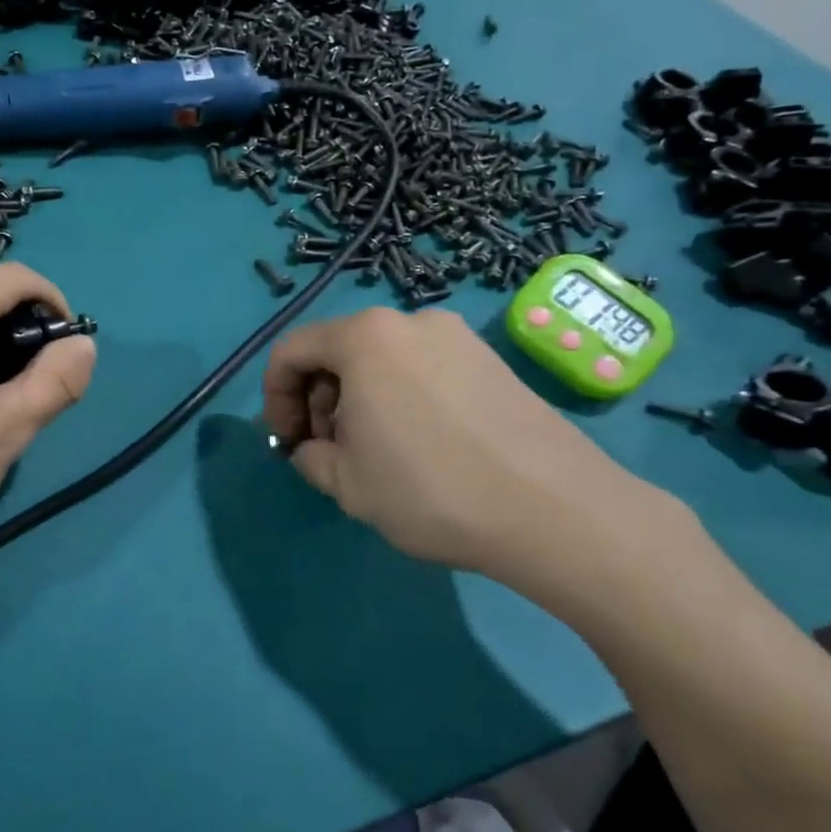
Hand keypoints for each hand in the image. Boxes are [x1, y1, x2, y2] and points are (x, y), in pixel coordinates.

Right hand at [261, 307, 700, 610]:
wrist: (556, 510)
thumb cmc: (430, 489)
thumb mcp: (346, 483)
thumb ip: (309, 456)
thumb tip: (312, 447)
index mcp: (364, 336)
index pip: (291, 352)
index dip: (274, 398)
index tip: (286, 443)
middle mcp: (409, 321)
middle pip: (338, 351)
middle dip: (320, 400)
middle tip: (329, 452)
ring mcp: (456, 336)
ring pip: (381, 360)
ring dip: (360, 400)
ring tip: (375, 454)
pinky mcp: (491, 359)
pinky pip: (422, 369)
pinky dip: (401, 397)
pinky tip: (420, 445)